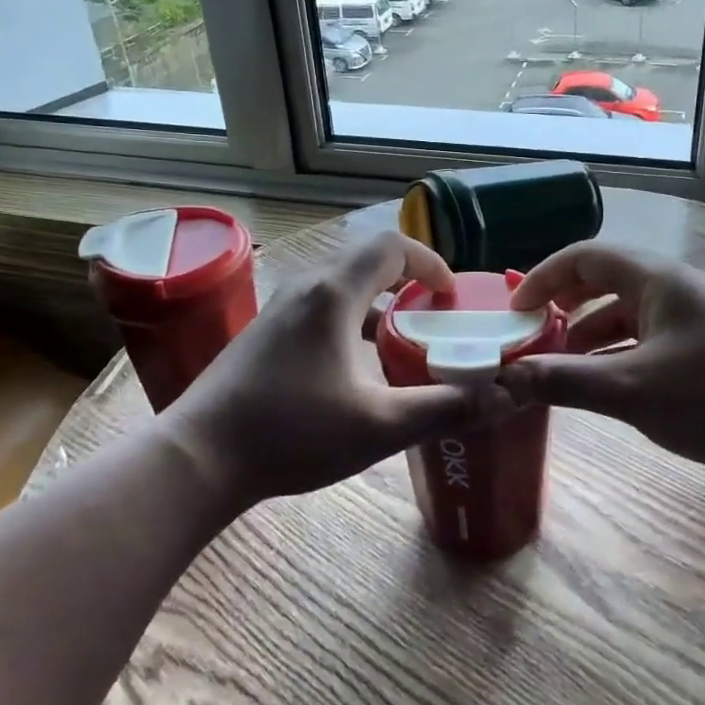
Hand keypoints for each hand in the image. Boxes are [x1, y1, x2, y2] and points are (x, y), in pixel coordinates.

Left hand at [165, 232, 515, 506]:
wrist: (199, 457)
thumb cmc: (292, 433)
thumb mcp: (379, 425)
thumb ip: (444, 408)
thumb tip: (504, 398)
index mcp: (334, 294)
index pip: (391, 247)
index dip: (429, 262)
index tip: (451, 296)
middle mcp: (305, 288)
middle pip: (367, 265)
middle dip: (408, 286)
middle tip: (436, 324)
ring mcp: (278, 310)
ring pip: (341, 290)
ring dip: (377, 308)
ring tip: (401, 348)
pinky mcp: (263, 334)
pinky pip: (319, 310)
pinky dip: (350, 324)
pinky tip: (354, 373)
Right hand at [498, 242, 704, 491]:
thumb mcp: (631, 390)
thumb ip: (565, 381)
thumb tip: (505, 379)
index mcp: (655, 279)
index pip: (585, 256)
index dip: (544, 276)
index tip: (514, 309)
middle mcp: (674, 289)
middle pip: (605, 282)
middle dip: (564, 306)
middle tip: (532, 335)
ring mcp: (695, 319)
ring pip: (627, 315)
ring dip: (590, 335)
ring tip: (561, 367)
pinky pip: (649, 340)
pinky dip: (619, 355)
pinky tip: (607, 386)